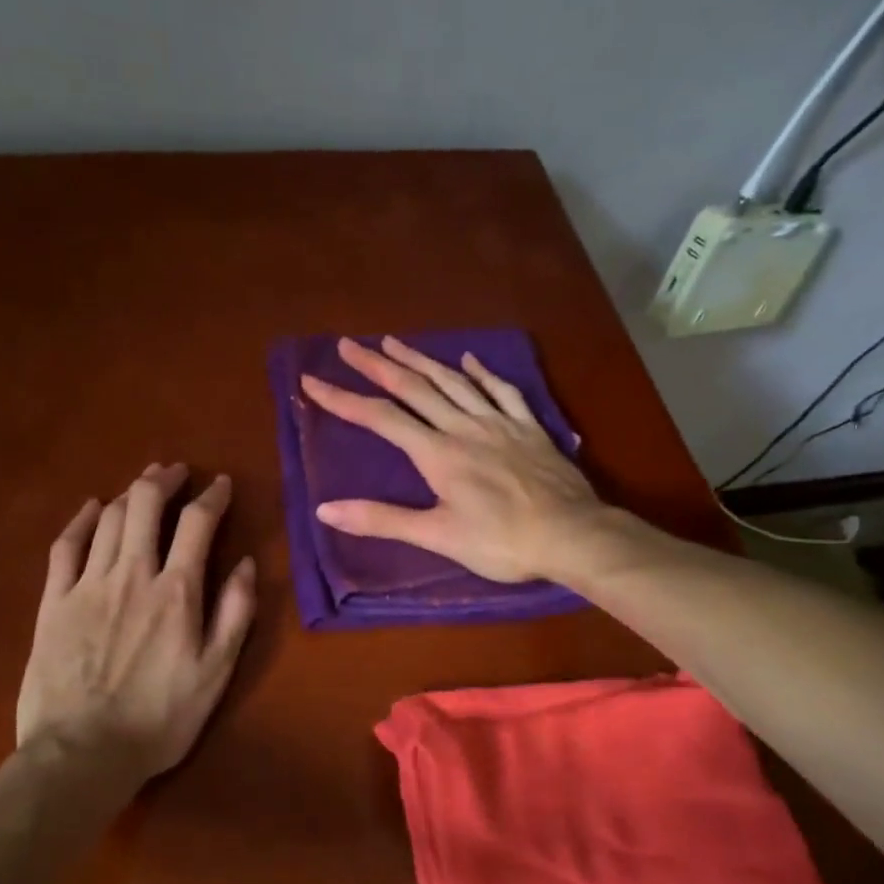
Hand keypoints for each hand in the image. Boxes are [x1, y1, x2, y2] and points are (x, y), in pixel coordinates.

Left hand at [17, 464, 255, 785]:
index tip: (220, 484)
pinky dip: (81, 520)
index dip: (212, 496)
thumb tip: (248, 563)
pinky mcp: (53, 602)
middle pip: (146, 505)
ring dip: (129, 493)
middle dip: (164, 479)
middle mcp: (131, 574)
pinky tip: (92, 507)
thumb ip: (235, 613)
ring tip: (144, 484)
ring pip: (109, 518)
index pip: (198, 523)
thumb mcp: (216, 673)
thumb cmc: (159, 718)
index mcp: (176, 592)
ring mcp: (86, 585)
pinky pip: (65, 546)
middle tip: (177, 472)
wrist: (82, 754)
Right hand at [300, 336, 606, 582]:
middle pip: (414, 387)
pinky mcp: (528, 427)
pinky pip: (502, 390)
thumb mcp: (437, 537)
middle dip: (376, 365)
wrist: (572, 536)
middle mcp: (464, 427)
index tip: (311, 381)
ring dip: (421, 360)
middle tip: (348, 345)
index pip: (380, 418)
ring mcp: (499, 422)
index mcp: (438, 453)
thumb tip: (325, 508)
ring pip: (453, 381)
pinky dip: (482, 372)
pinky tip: (470, 360)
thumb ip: (381, 519)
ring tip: (394, 342)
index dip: (343, 399)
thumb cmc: (502, 542)